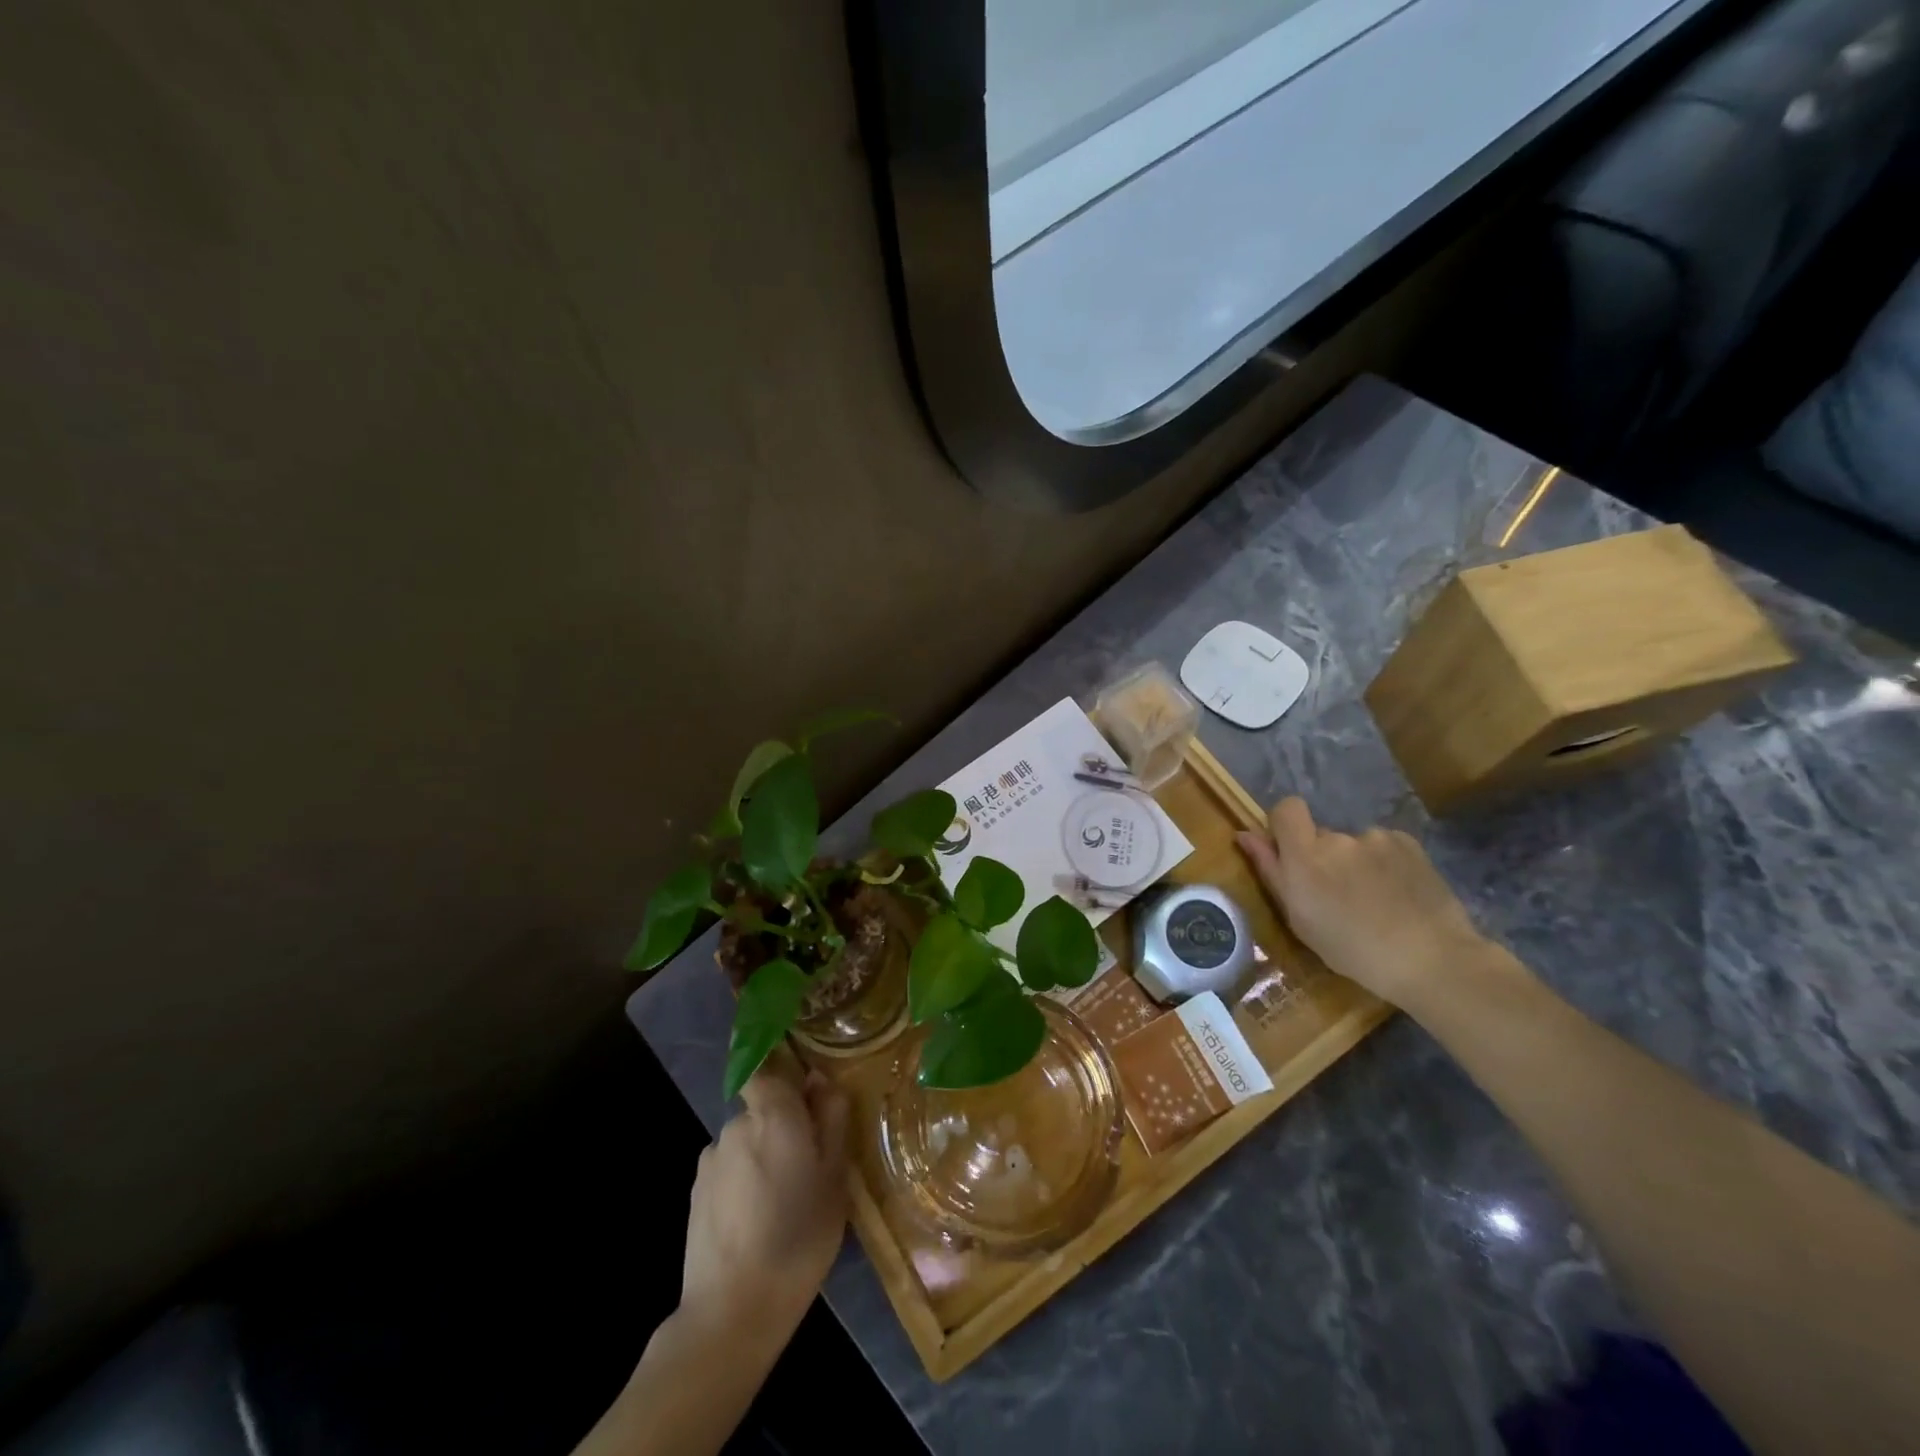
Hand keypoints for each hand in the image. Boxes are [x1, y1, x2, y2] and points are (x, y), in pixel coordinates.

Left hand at [679, 1058, 849, 1345]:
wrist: (732, 1311)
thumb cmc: (798, 1238)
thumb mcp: (835, 1178)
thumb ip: (831, 1120)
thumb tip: (820, 1081)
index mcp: (774, 1114)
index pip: (769, 1068)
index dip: (785, 1078)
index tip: (806, 1100)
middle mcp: (737, 1124)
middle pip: (762, 1108)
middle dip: (782, 1125)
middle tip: (807, 1166)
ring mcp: (711, 1158)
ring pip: (746, 1140)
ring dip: (762, 1156)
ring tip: (781, 1201)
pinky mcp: (696, 1192)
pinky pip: (728, 1169)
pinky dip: (742, 1182)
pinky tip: (754, 1220)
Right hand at [1236, 797, 1488, 1010]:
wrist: (1432, 960)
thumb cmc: (1353, 950)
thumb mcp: (1299, 919)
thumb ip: (1271, 871)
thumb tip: (1244, 834)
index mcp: (1305, 857)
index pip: (1286, 809)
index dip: (1284, 825)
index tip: (1291, 853)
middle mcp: (1338, 838)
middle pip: (1321, 835)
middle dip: (1324, 858)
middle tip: (1339, 897)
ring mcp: (1376, 838)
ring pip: (1354, 845)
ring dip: (1356, 864)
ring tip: (1375, 901)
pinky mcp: (1409, 843)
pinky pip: (1384, 847)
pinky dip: (1385, 865)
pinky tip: (1398, 895)